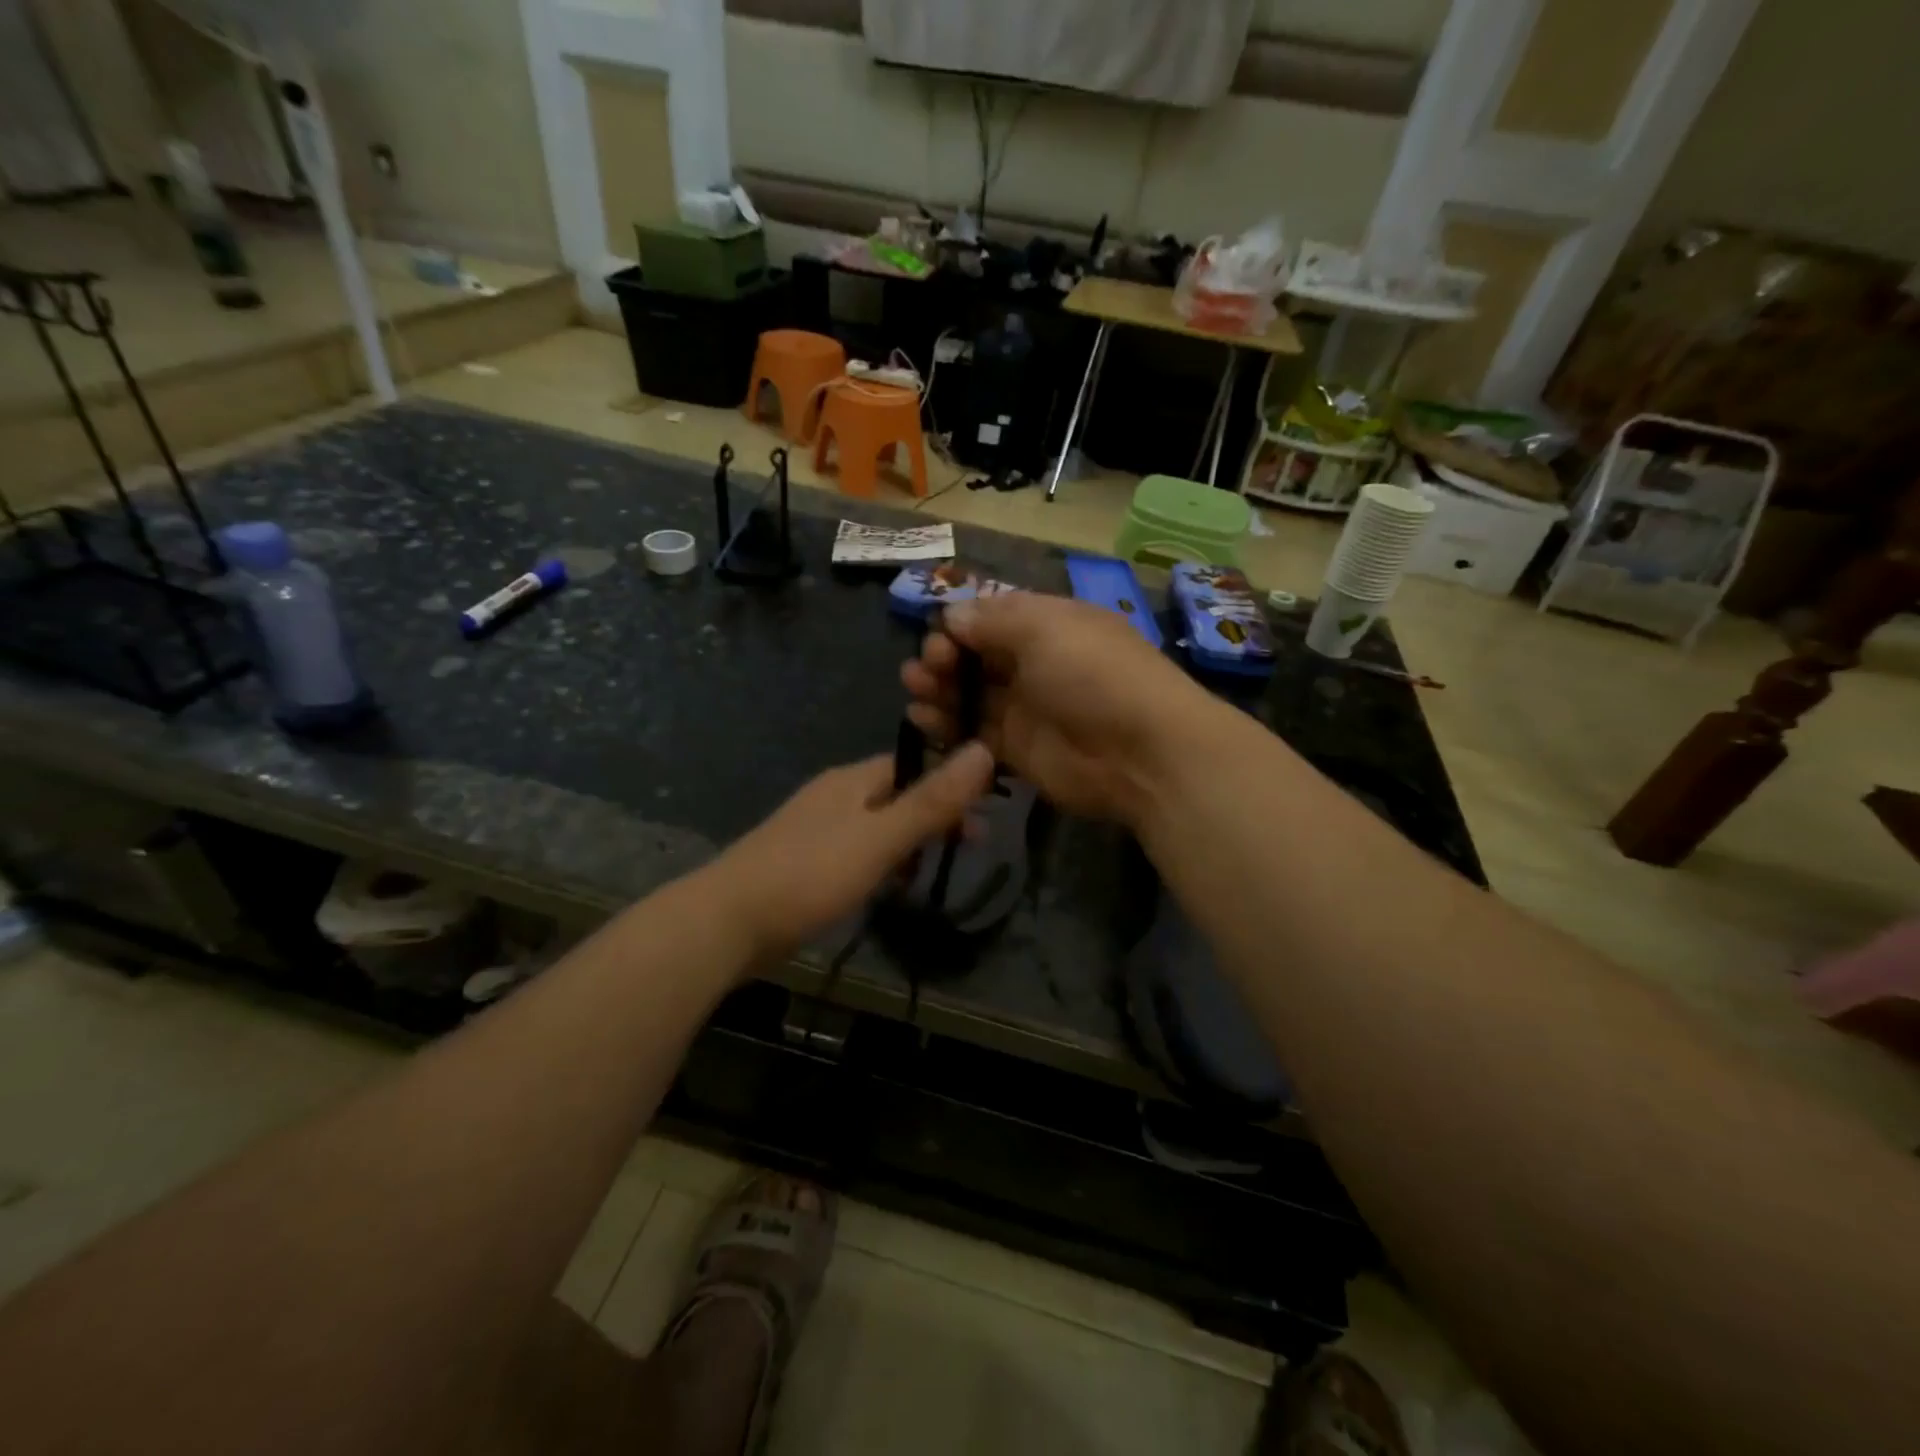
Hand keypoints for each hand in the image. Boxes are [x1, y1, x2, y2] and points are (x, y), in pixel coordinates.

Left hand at [714, 743, 995, 958]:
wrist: (726, 922)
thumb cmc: (810, 874)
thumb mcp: (881, 838)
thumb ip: (932, 801)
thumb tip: (983, 750)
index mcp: (852, 780)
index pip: (913, 765)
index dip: (950, 784)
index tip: (984, 814)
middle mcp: (834, 795)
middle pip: (896, 794)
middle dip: (933, 816)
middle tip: (969, 845)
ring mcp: (814, 829)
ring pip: (876, 825)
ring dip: (908, 842)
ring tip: (929, 872)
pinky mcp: (802, 861)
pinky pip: (855, 851)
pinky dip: (879, 863)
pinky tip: (885, 888)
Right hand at [900, 593, 1209, 823]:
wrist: (1140, 753)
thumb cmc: (1093, 674)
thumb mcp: (1044, 627)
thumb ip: (992, 620)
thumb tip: (952, 617)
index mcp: (1047, 625)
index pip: (991, 618)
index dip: (959, 625)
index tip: (939, 637)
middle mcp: (1034, 664)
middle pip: (975, 656)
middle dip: (943, 657)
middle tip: (925, 669)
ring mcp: (1025, 709)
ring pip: (969, 694)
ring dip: (937, 689)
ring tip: (914, 691)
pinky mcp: (1017, 750)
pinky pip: (972, 733)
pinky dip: (946, 725)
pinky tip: (922, 719)